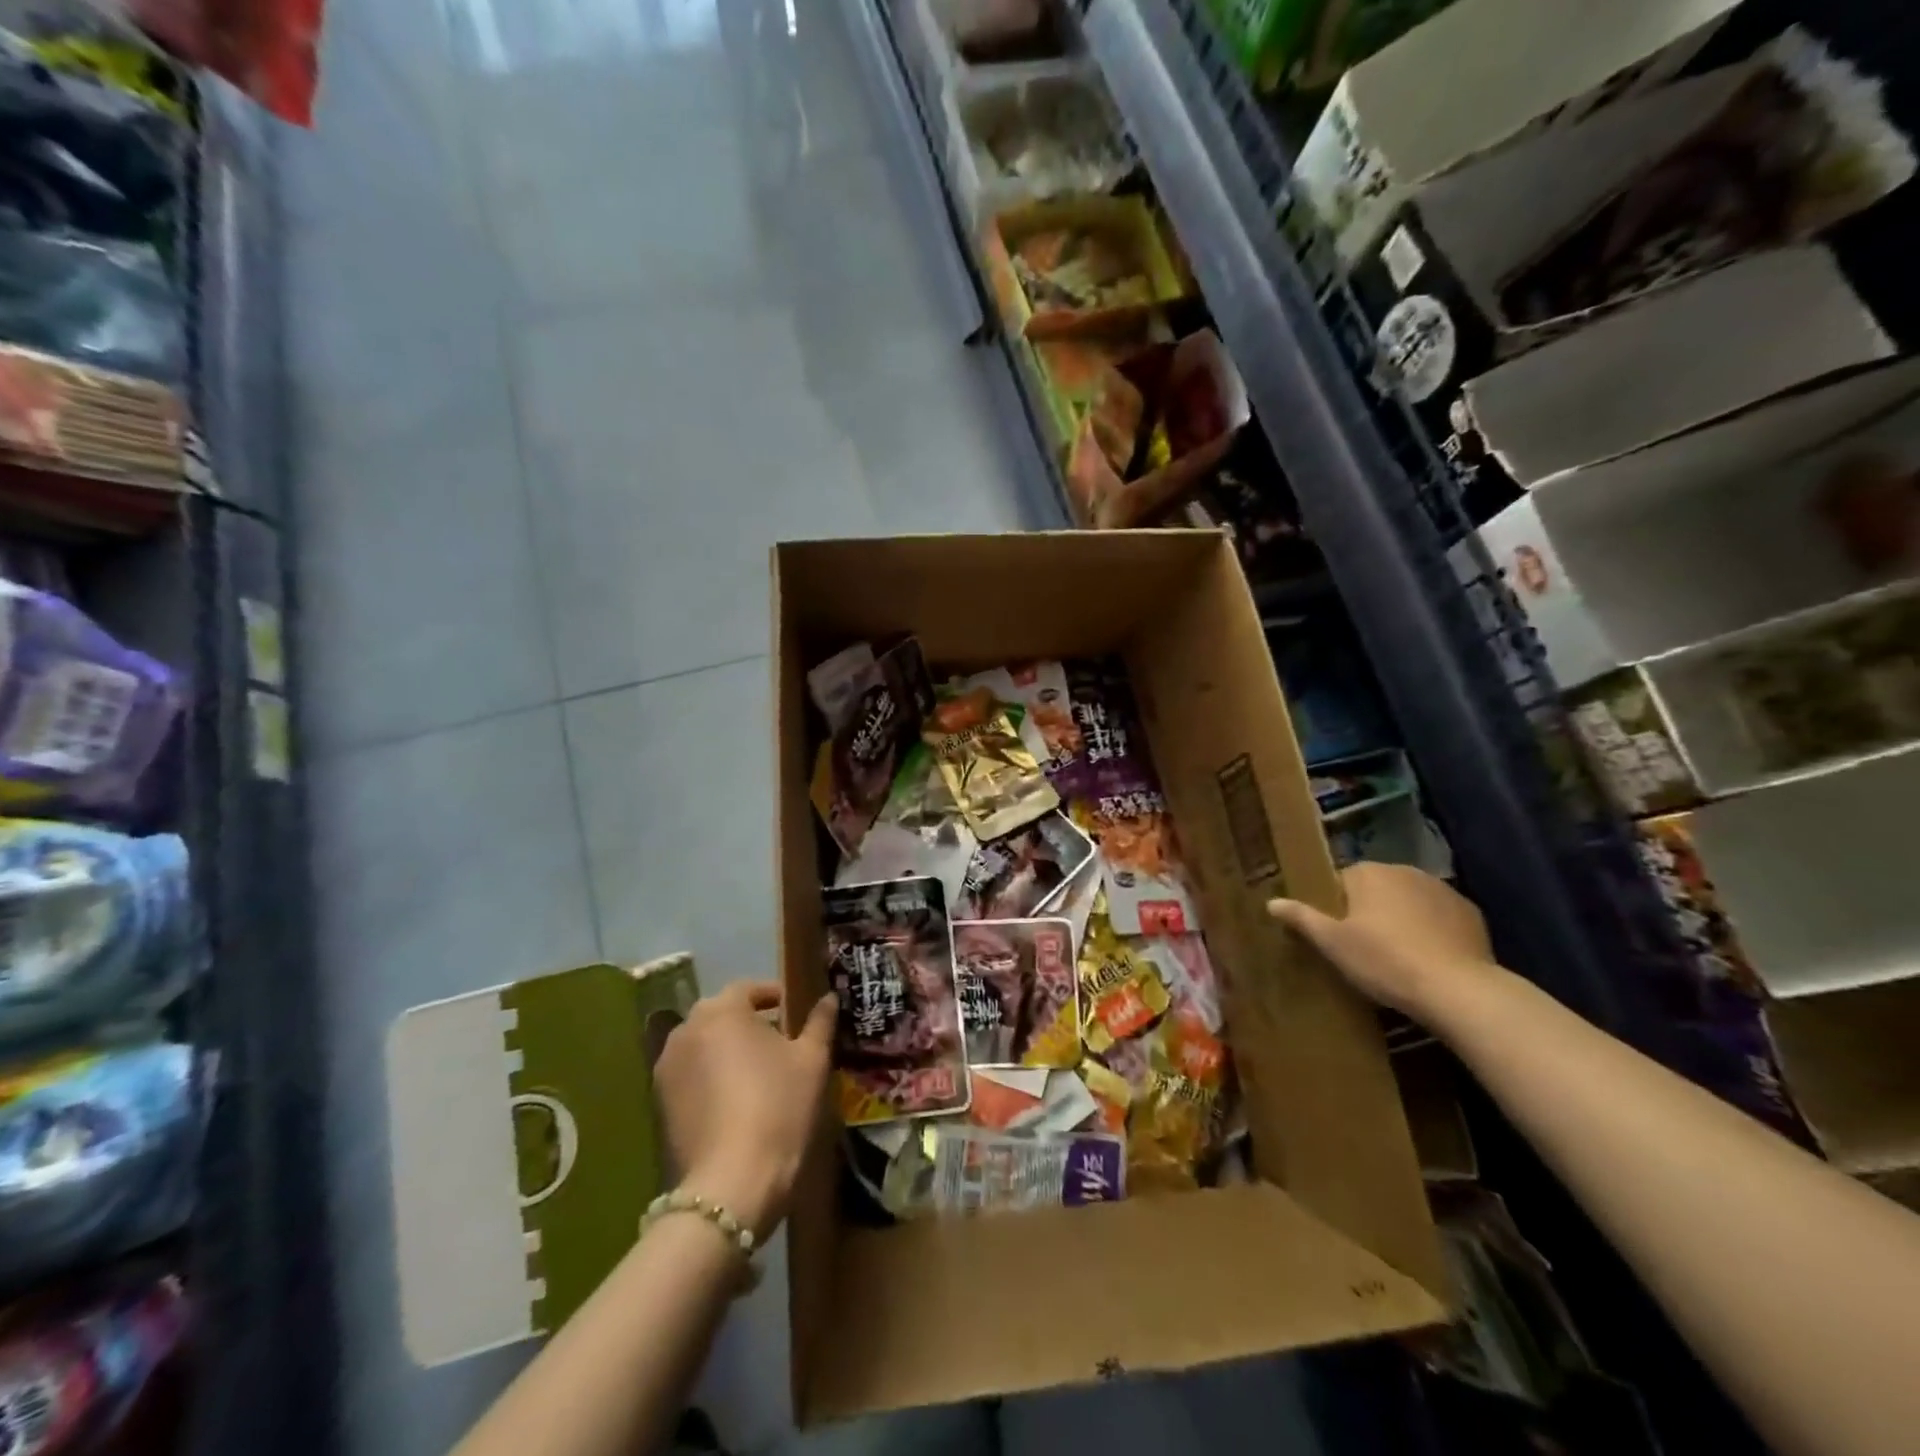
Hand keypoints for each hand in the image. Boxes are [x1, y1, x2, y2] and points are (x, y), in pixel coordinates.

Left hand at [653, 981, 836, 1242]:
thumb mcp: (811, 1060)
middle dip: (750, 1022)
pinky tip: (737, 1101)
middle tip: (782, 1041)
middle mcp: (686, 1030)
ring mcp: (666, 1069)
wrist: (731, 1185)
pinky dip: (712, 1077)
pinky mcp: (659, 1105)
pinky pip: (692, 1076)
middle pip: (723, 1015)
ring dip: (729, 1050)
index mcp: (721, 1010)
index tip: (796, 1010)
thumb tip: (829, 997)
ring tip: (759, 1072)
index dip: (775, 995)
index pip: (749, 988)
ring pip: (705, 1045)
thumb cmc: (778, 1107)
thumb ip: (820, 1022)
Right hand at [1268, 863, 1497, 1021]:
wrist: (1458, 990)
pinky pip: (1440, 916)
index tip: (1338, 935)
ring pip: (1410, 900)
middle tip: (1365, 947)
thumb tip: (1271, 902)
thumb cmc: (1384, 961)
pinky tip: (1430, 958)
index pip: (1342, 881)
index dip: (1338, 907)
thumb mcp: (1333, 944)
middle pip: (1377, 888)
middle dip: (1371, 910)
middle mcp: (1405, 870)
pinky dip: (1433, 930)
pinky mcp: (1470, 913)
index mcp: (1368, 873)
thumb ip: (1302, 918)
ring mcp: (1442, 890)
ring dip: (1403, 918)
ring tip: (1400, 955)